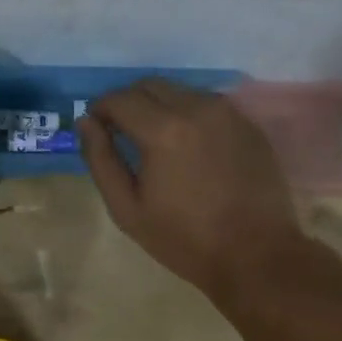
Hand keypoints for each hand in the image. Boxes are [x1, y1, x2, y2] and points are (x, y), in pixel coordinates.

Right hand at [79, 80, 308, 300]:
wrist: (256, 255)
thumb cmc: (184, 238)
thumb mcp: (127, 208)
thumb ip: (100, 159)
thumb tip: (85, 122)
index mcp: (163, 130)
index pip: (119, 99)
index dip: (100, 109)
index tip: (96, 128)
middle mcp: (196, 108)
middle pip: (150, 85)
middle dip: (128, 102)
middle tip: (121, 132)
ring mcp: (227, 113)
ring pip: (180, 91)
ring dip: (159, 106)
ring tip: (155, 140)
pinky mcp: (247, 124)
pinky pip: (207, 105)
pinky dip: (188, 115)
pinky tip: (188, 147)